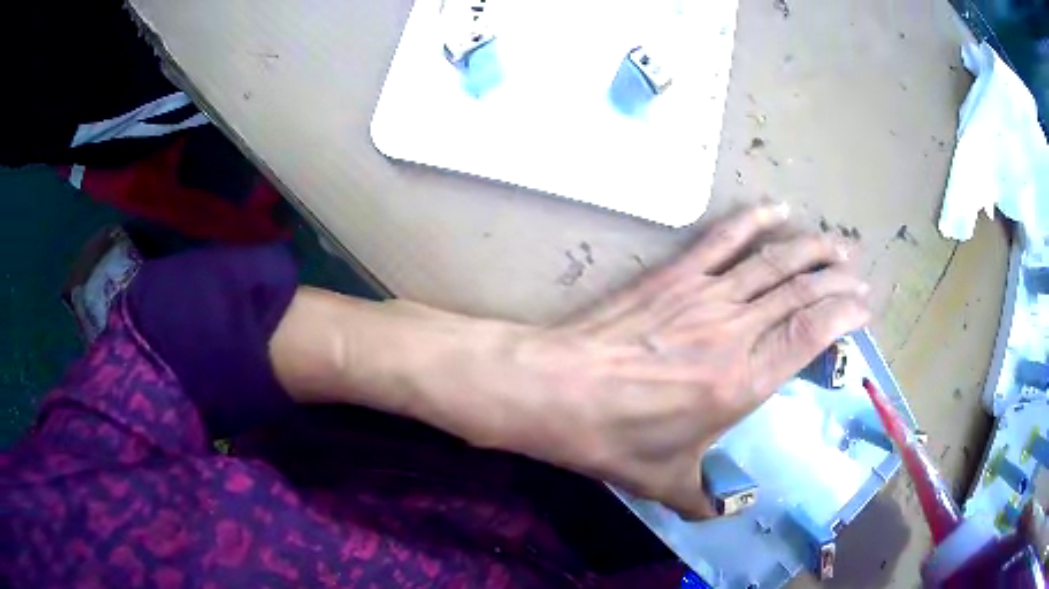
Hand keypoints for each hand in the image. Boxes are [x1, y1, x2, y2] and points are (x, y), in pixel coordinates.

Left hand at [465, 204, 871, 518]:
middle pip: (801, 291)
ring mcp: (704, 296)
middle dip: (837, 279)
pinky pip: (722, 240)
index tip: (864, 307)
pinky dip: (753, 221)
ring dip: (809, 248)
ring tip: (835, 244)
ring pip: (772, 260)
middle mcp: (734, 331)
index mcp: (742, 382)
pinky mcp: (674, 276)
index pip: (811, 334)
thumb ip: (702, 500)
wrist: (555, 390)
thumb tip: (723, 513)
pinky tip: (775, 208)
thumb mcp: (663, 482)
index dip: (844, 314)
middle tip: (859, 276)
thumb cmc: (612, 439)